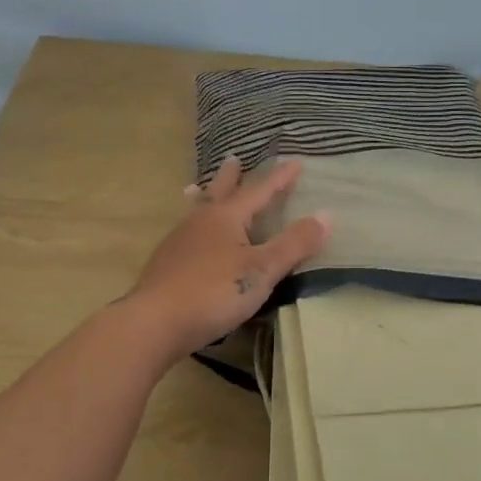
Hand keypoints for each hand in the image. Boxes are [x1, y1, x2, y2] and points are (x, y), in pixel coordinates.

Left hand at [124, 156, 331, 355]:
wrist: (154, 322)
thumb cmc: (214, 292)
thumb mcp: (262, 270)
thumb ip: (294, 244)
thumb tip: (327, 215)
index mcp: (226, 217)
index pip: (259, 191)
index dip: (280, 179)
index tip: (296, 162)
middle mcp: (200, 222)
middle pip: (219, 192)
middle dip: (231, 177)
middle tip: (233, 158)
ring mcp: (179, 242)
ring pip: (198, 211)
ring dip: (207, 197)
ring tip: (202, 191)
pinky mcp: (167, 265)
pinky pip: (187, 233)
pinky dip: (196, 225)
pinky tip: (192, 240)